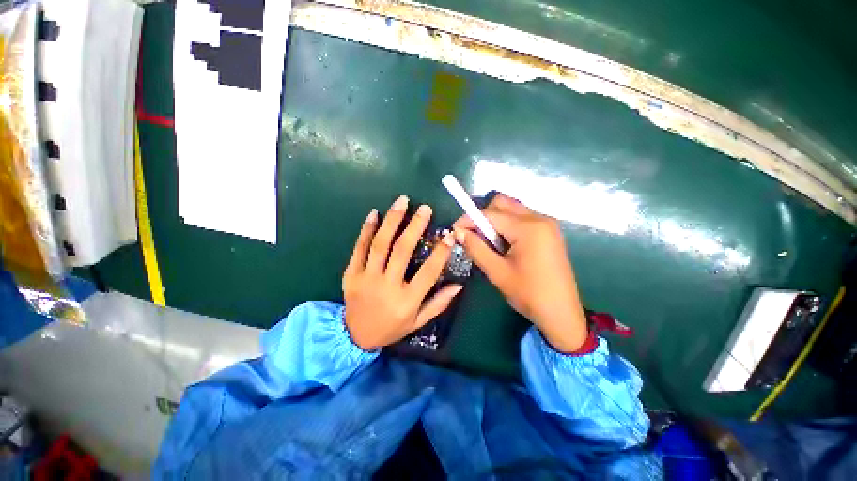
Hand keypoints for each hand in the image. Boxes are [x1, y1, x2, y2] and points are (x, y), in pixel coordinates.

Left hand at [343, 195, 462, 350]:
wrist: (355, 336)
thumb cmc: (391, 328)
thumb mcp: (418, 321)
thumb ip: (439, 303)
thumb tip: (459, 285)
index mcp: (407, 300)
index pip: (428, 272)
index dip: (441, 253)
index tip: (450, 235)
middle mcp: (387, 286)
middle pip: (402, 250)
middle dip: (415, 226)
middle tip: (425, 208)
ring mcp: (366, 278)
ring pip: (380, 244)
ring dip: (392, 220)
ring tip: (402, 202)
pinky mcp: (351, 274)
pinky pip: (359, 248)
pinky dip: (366, 229)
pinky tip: (374, 213)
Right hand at [453, 194, 587, 352]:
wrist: (562, 313)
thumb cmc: (529, 294)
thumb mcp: (497, 272)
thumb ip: (476, 248)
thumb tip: (458, 232)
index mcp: (529, 228)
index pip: (490, 213)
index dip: (469, 219)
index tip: (455, 231)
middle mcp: (540, 218)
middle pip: (503, 203)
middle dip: (483, 216)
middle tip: (473, 235)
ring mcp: (547, 224)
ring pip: (512, 209)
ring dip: (495, 220)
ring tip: (488, 242)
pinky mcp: (548, 231)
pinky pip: (522, 218)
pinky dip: (507, 225)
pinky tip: (503, 244)